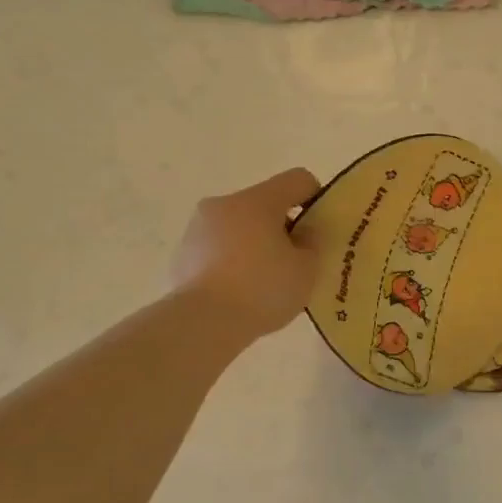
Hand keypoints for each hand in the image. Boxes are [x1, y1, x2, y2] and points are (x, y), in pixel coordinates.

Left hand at [169, 169, 320, 340]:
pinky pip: (218, 250)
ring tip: (264, 283)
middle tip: (294, 263)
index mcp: (257, 201)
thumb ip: (313, 243)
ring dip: (255, 245)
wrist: (203, 322)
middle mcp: (224, 204)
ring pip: (239, 227)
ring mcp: (198, 229)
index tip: (318, 231)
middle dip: (282, 228)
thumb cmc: (263, 289)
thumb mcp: (307, 268)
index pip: (298, 180)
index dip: (316, 199)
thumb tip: (304, 232)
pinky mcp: (182, 255)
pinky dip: (232, 263)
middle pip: (265, 204)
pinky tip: (240, 293)